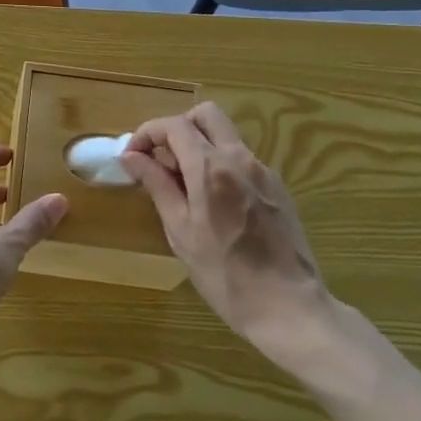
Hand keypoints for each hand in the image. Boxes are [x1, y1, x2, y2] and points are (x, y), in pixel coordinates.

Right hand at [119, 103, 333, 367]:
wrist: (288, 306)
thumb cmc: (225, 274)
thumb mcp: (181, 231)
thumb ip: (157, 186)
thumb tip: (131, 157)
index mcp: (211, 168)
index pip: (174, 125)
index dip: (147, 134)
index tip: (132, 158)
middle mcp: (240, 158)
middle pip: (206, 114)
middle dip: (177, 127)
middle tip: (161, 159)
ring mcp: (264, 171)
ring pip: (226, 135)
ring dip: (199, 145)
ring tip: (183, 185)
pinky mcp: (278, 187)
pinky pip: (242, 159)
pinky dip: (220, 164)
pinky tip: (213, 202)